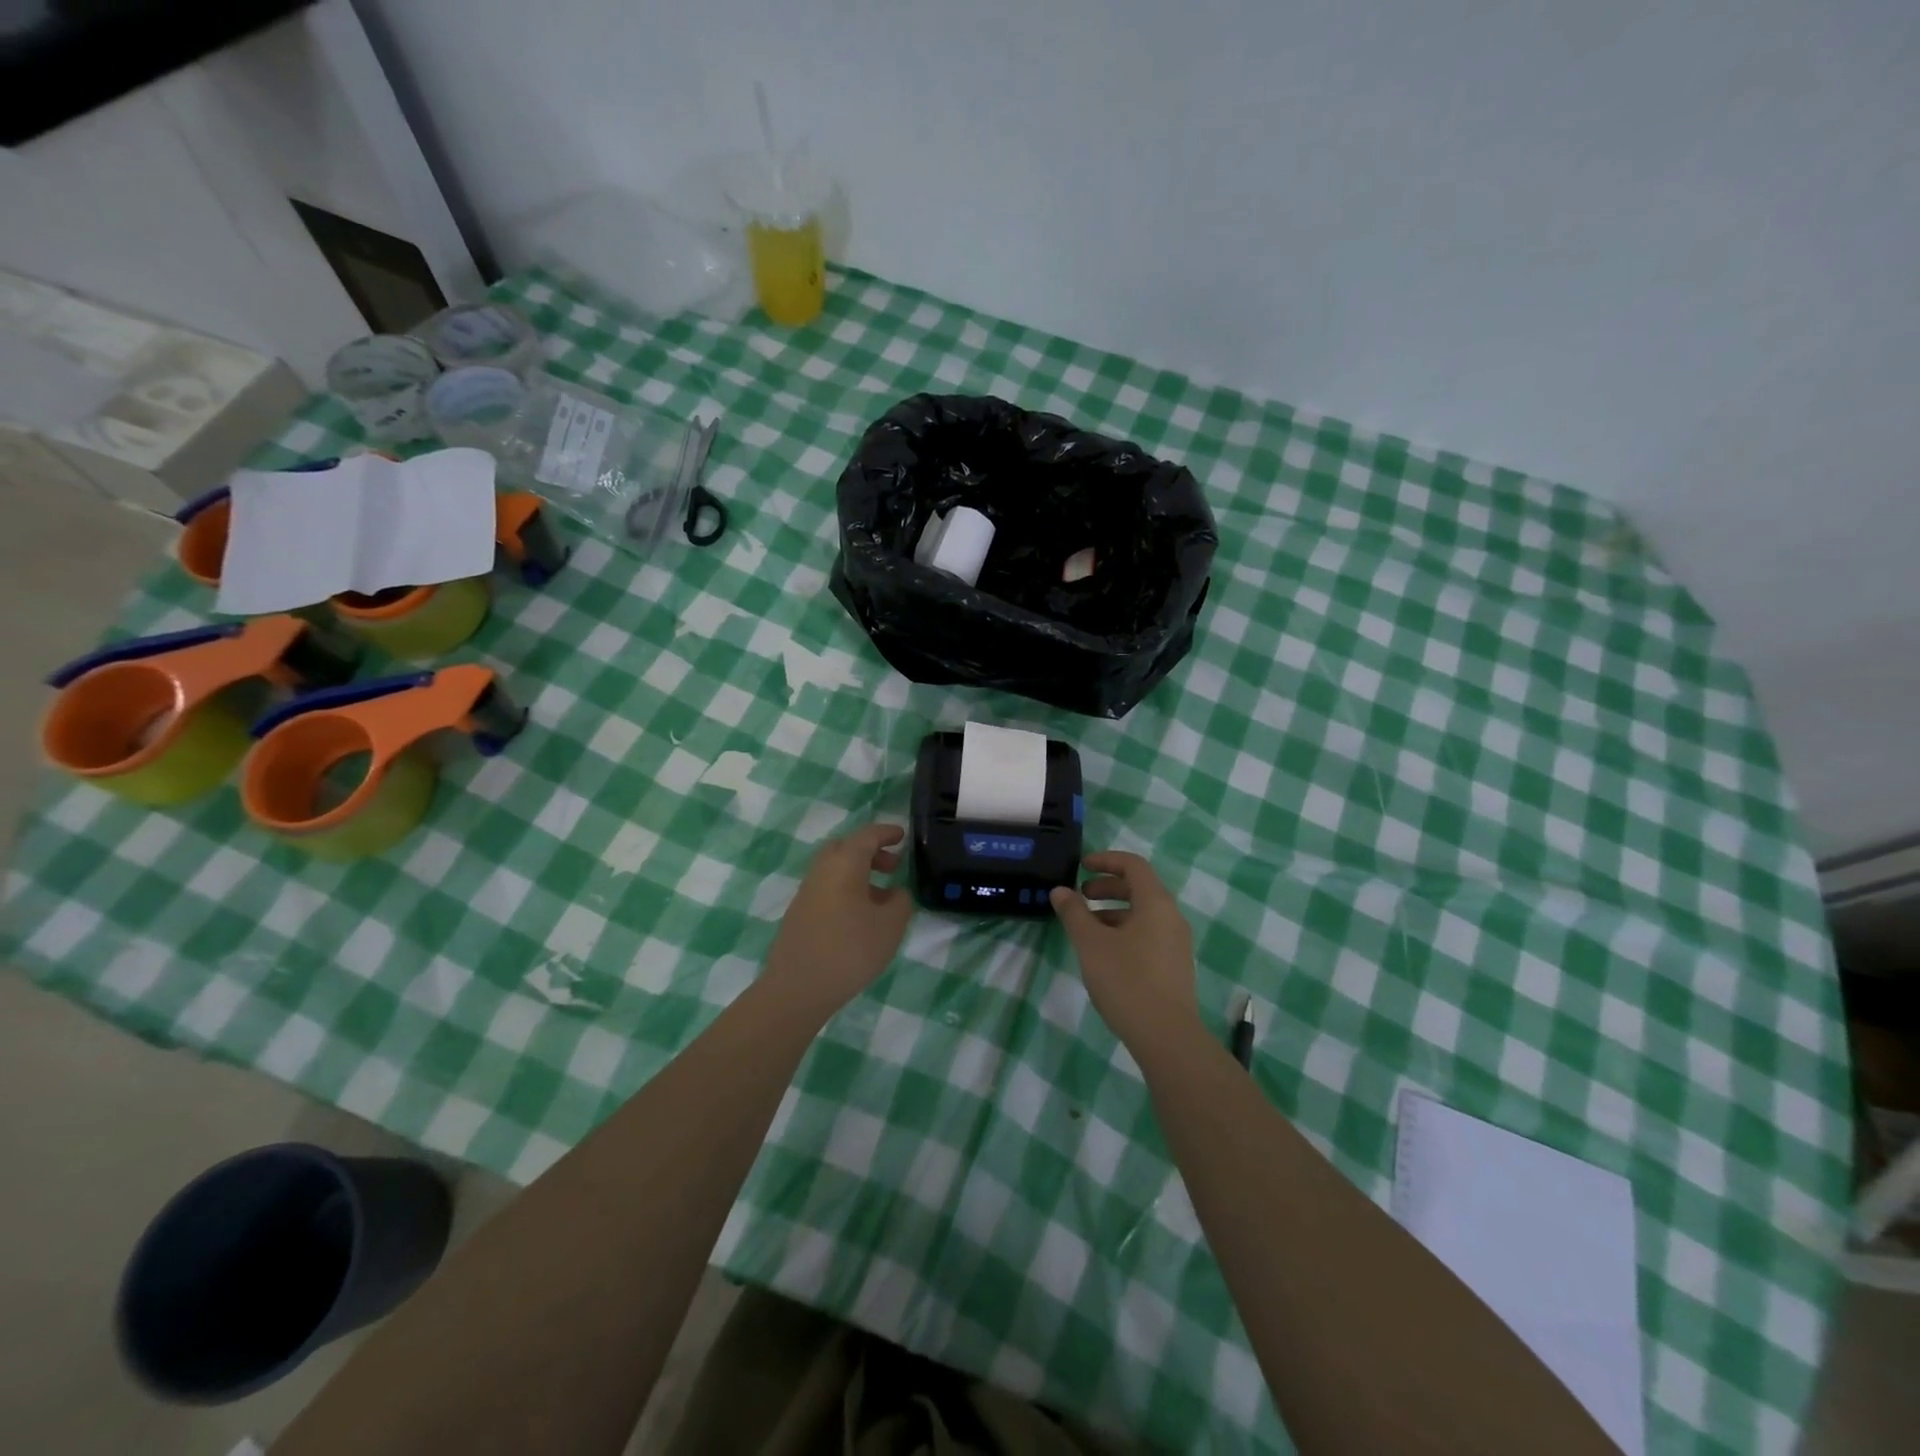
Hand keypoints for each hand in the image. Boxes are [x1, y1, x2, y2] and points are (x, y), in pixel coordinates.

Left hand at [763, 823, 914, 1017]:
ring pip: (834, 869)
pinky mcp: (799, 914)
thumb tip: (894, 893)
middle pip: (845, 848)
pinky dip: (846, 889)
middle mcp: (821, 870)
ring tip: (881, 897)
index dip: (886, 833)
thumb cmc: (850, 950)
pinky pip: (827, 888)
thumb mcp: (891, 925)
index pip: (867, 836)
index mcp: (844, 864)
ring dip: (858, 873)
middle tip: (892, 866)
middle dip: (870, 851)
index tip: (902, 836)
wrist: (797, 989)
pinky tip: (859, 917)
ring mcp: (806, 892)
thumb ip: (900, 901)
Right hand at [1050, 852, 1200, 1050]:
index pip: (1133, 865)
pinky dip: (1124, 931)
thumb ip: (1074, 913)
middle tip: (1079, 897)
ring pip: (1142, 914)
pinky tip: (1104, 953)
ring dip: (1112, 912)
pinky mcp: (1174, 965)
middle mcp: (1171, 917)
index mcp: (1156, 903)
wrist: (1166, 1036)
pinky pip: (1148, 934)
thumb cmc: (1126, 980)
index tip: (1081, 867)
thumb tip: (1061, 891)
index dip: (1106, 860)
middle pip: (1139, 888)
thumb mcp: (1091, 943)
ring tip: (1086, 928)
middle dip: (1106, 888)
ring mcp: (1176, 942)